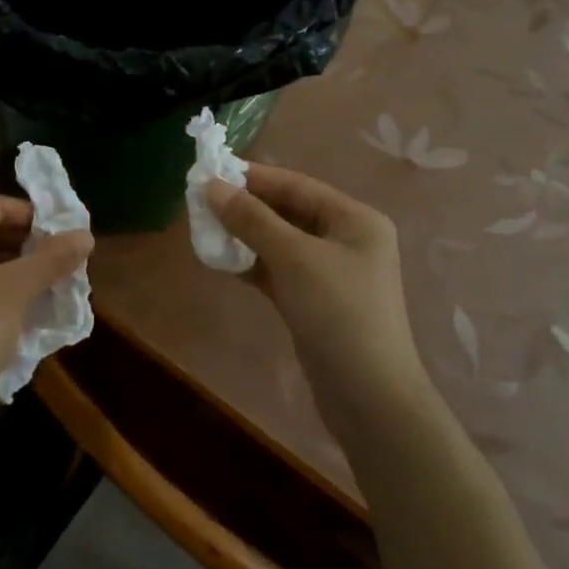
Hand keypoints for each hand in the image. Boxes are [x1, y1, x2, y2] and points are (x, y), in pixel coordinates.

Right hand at [206, 165, 426, 413]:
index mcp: (354, 219)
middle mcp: (346, 239)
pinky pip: (278, 270)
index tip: (209, 171)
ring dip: (245, 235)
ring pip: (279, 241)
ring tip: (204, 227)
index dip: (252, 177)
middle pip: (288, 211)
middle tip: (200, 202)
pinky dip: (252, 263)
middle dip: (245, 206)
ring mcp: (330, 272)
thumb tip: (211, 186)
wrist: (368, 397)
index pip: (296, 185)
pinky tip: (221, 259)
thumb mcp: (294, 258)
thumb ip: (252, 220)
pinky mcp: (314, 300)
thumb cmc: (338, 313)